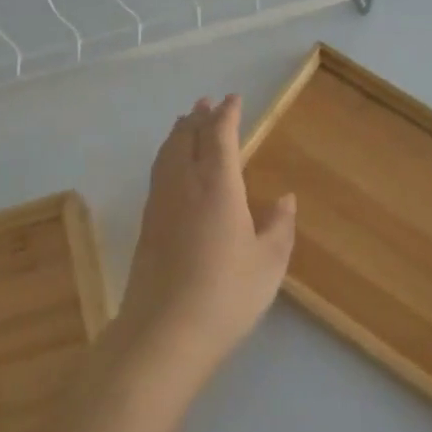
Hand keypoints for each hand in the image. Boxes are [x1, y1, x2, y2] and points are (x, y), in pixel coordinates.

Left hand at [118, 95, 297, 373]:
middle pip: (186, 138)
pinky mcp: (147, 225)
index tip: (233, 99)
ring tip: (185, 123)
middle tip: (206, 103)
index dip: (226, 114)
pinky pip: (158, 173)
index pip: (219, 136)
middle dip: (197, 117)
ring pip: (166, 154)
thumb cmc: (227, 294)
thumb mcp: (269, 263)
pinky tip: (171, 167)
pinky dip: (167, 156)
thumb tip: (285, 198)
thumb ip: (279, 226)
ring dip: (178, 133)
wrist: (165, 332)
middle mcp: (184, 184)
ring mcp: (160, 204)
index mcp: (217, 185)